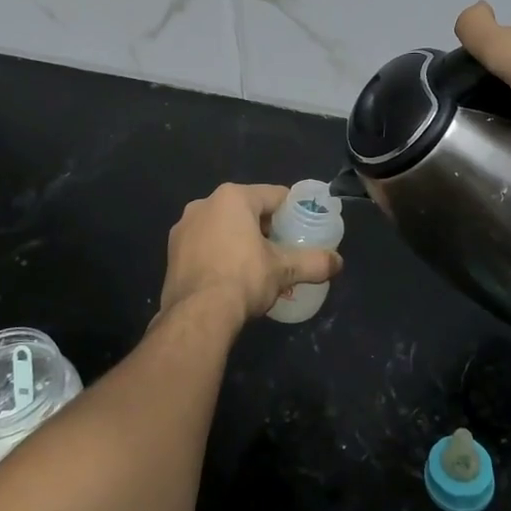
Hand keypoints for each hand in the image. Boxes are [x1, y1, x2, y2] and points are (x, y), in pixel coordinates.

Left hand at [161, 183, 344, 330]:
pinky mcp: (172, 252)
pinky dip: (218, 254)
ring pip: (222, 227)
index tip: (302, 227)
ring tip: (256, 266)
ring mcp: (183, 228)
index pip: (273, 195)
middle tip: (281, 249)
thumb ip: (313, 262)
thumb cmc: (243, 278)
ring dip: (239, 240)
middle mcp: (204, 204)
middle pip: (245, 210)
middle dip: (264, 227)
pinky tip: (229, 277)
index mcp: (232, 198)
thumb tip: (339, 262)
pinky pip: (204, 245)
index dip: (291, 210)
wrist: (197, 315)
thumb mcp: (283, 270)